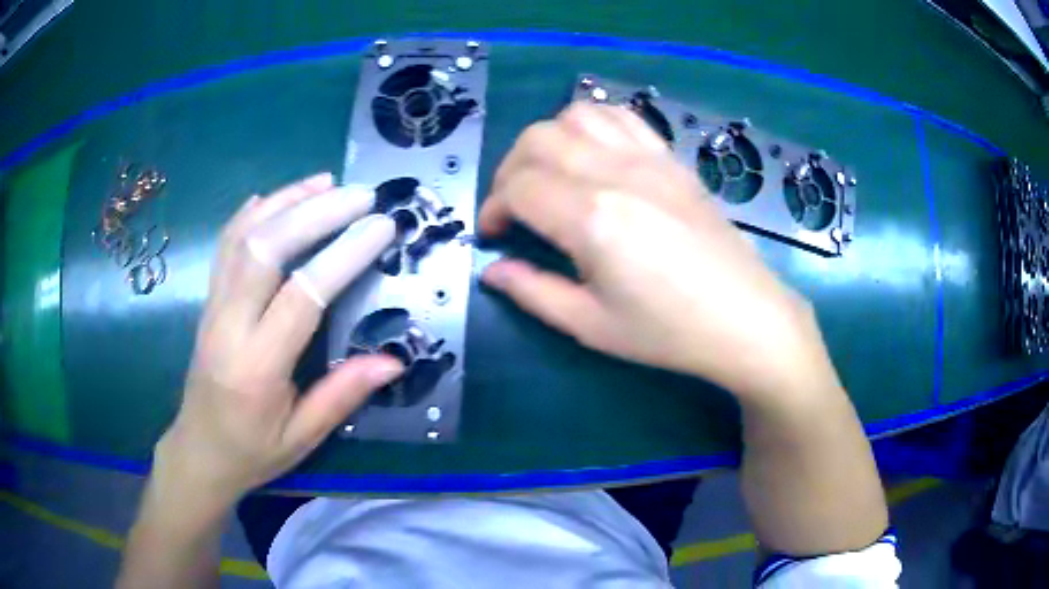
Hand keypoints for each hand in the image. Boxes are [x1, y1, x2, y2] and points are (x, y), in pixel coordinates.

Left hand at [155, 173, 402, 504]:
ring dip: (285, 201)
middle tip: (361, 195)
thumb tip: (394, 360)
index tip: (381, 227)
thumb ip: (343, 395)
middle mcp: (229, 326)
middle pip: (265, 248)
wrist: (198, 450)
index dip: (344, 255)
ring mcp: (212, 307)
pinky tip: (276, 197)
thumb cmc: (252, 451)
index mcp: (257, 366)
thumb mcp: (302, 437)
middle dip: (315, 212)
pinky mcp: (207, 300)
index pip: (301, 295)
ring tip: (326, 181)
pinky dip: (252, 212)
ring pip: (242, 236)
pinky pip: (225, 244)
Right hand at [480, 104, 835, 400]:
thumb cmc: (670, 331)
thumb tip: (492, 271)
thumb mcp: (592, 324)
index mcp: (592, 218)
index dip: (492, 208)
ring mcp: (648, 158)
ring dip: (547, 140)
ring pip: (576, 115)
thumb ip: (534, 292)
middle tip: (513, 208)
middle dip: (509, 170)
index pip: (518, 187)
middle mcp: (616, 173)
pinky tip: (592, 153)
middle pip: (537, 139)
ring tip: (549, 176)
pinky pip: (621, 116)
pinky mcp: (671, 159)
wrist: (745, 318)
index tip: (492, 235)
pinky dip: (592, 124)